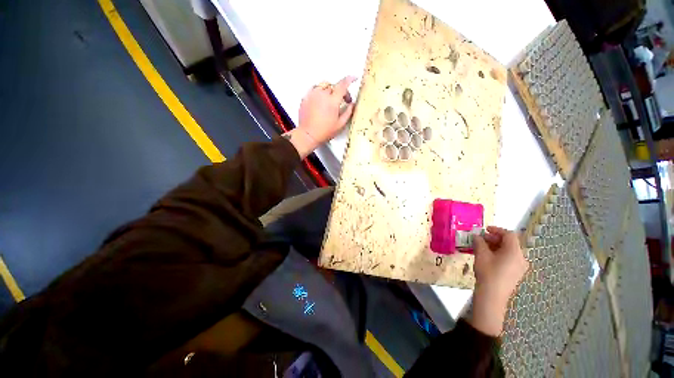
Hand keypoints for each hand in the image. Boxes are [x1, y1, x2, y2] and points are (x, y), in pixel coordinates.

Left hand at [284, 76, 356, 158]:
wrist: (308, 135)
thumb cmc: (324, 132)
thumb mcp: (340, 125)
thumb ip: (348, 112)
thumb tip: (352, 104)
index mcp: (332, 101)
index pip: (343, 85)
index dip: (350, 80)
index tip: (354, 78)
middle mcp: (322, 95)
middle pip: (334, 85)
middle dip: (340, 90)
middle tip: (343, 100)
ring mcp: (312, 95)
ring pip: (323, 85)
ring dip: (329, 90)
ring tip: (331, 100)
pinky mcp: (305, 98)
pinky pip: (314, 89)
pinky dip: (320, 92)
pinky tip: (321, 99)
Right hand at [469, 226, 528, 335]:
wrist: (492, 295)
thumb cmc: (487, 272)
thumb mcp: (481, 254)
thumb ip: (479, 242)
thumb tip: (477, 236)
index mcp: (515, 251)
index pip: (509, 235)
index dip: (497, 230)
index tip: (485, 229)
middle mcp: (521, 258)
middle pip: (510, 243)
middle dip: (495, 238)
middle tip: (481, 239)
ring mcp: (520, 267)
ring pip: (509, 251)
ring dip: (496, 246)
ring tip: (482, 248)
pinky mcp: (516, 274)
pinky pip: (510, 259)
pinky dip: (500, 254)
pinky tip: (488, 257)